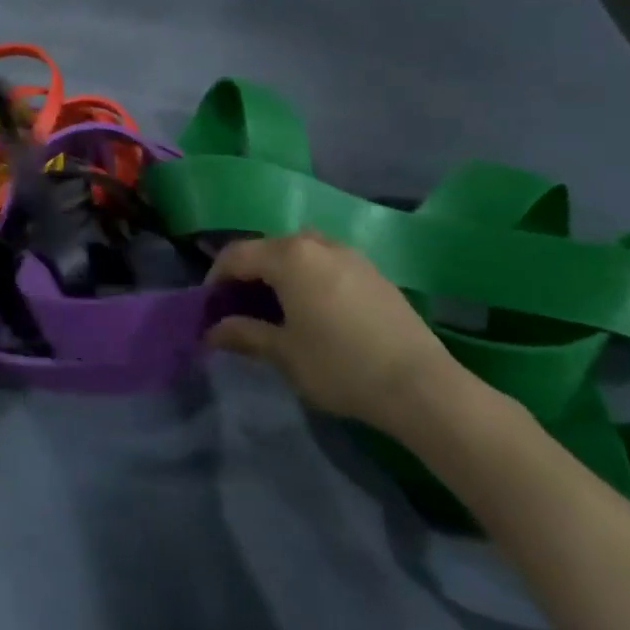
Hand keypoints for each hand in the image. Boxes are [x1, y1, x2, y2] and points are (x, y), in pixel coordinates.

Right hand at [206, 233, 461, 431]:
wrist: (421, 386)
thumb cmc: (339, 365)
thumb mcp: (283, 353)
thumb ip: (244, 334)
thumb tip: (212, 331)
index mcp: (289, 256)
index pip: (236, 255)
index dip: (215, 279)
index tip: (209, 308)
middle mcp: (318, 244)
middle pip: (267, 248)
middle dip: (247, 274)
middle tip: (239, 308)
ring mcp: (350, 255)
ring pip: (299, 253)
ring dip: (279, 273)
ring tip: (275, 308)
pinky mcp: (373, 273)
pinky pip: (326, 263)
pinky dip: (308, 277)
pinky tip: (314, 311)